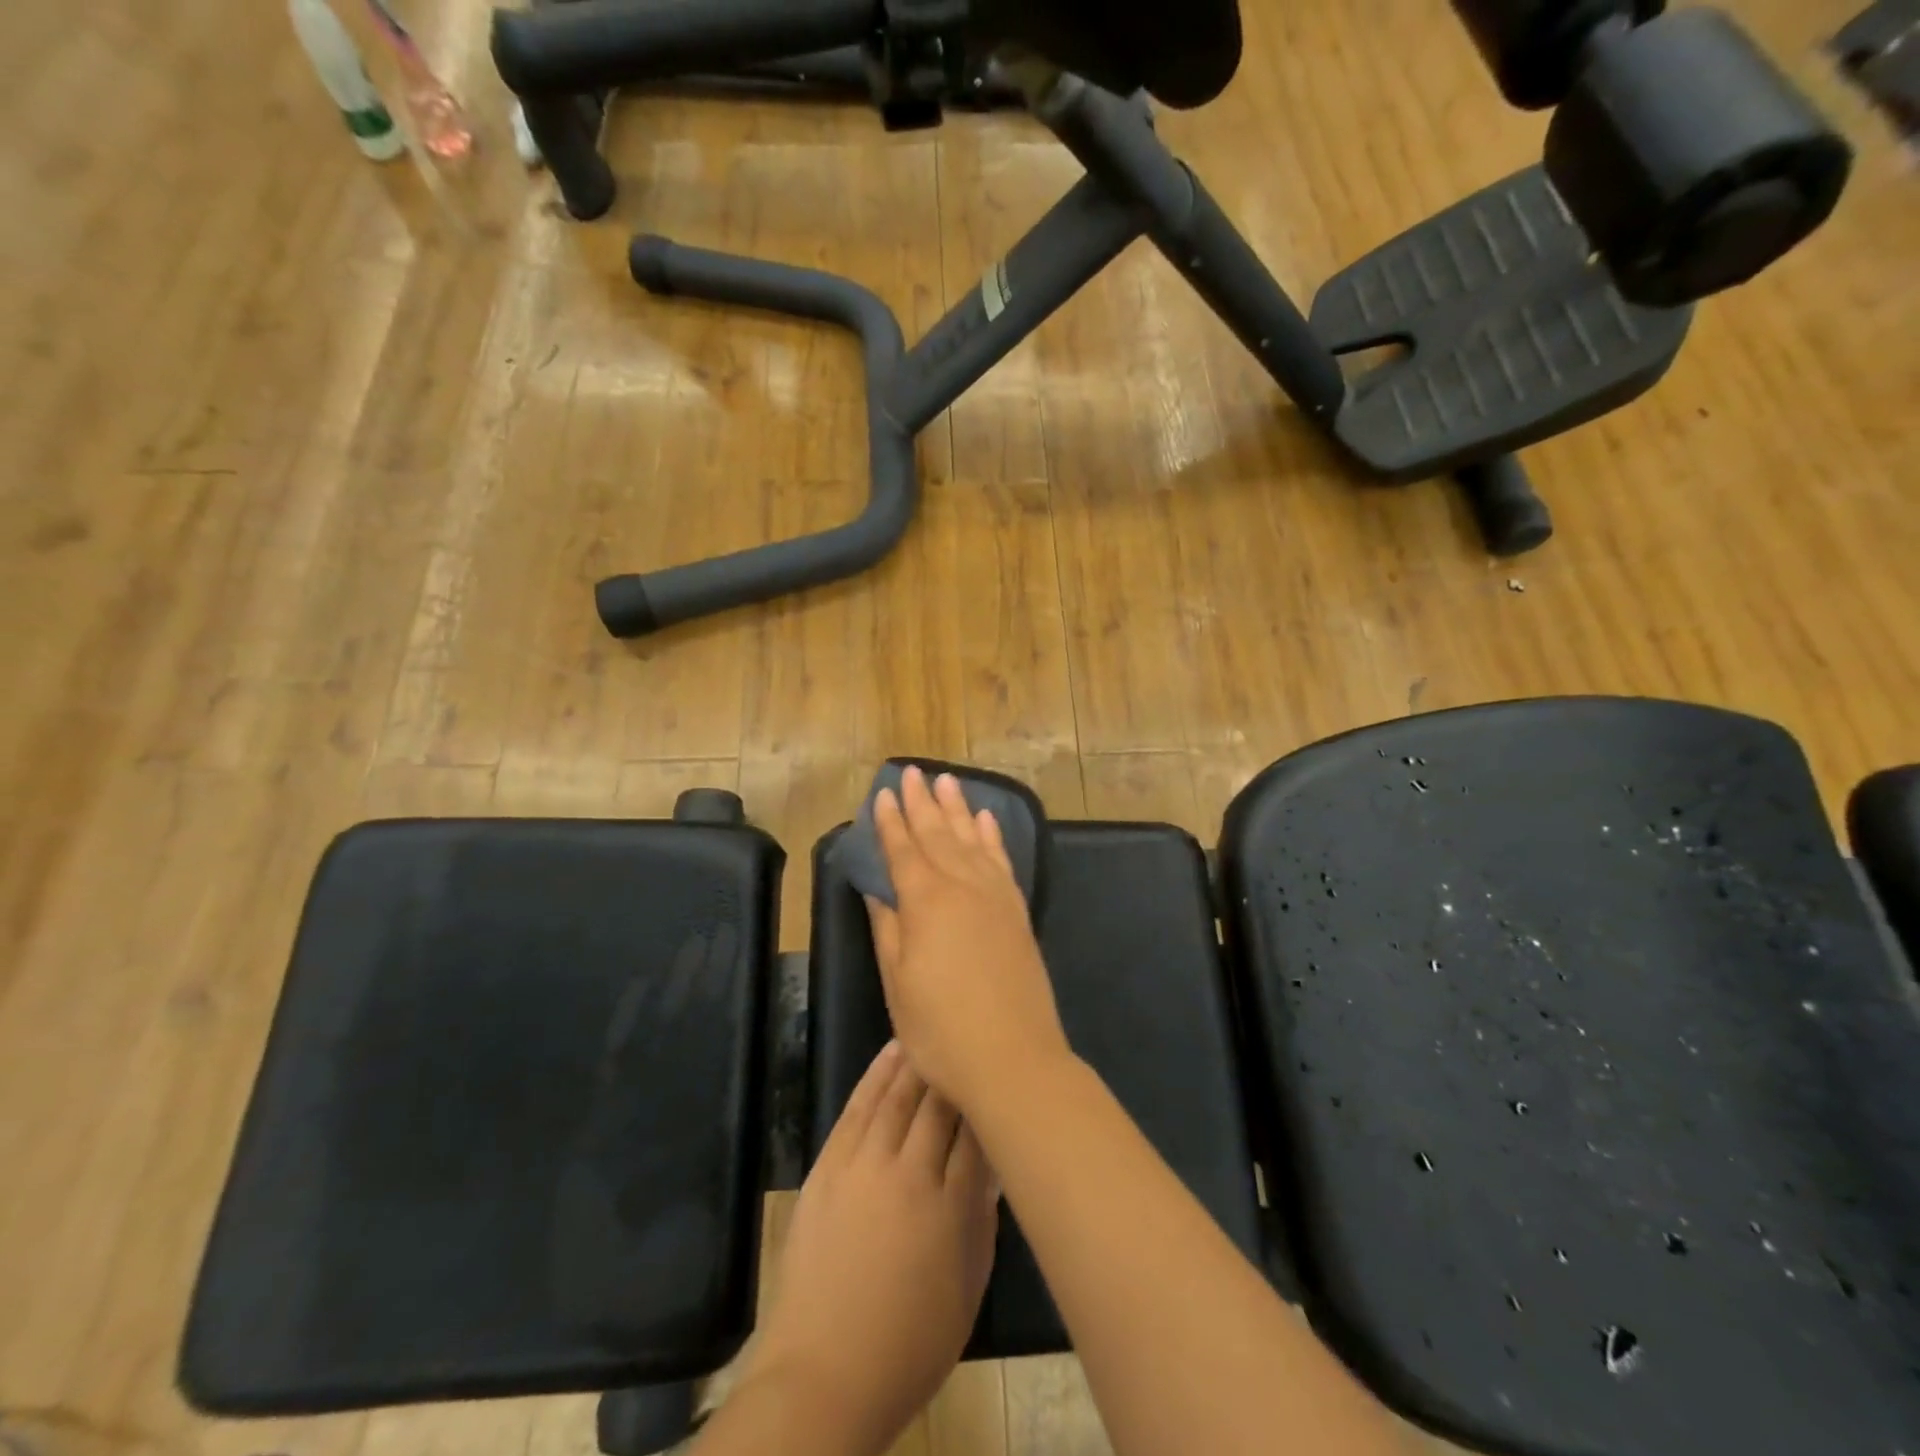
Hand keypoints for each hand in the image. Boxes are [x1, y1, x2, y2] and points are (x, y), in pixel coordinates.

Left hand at [748, 1042, 998, 1454]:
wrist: (823, 1374)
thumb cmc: (909, 1344)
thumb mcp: (967, 1288)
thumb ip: (982, 1219)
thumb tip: (993, 1166)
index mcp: (949, 1206)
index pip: (977, 1131)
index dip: (989, 1099)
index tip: (1001, 1076)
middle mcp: (908, 1172)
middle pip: (938, 1104)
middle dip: (956, 1072)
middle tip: (970, 1042)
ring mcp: (863, 1164)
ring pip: (897, 1094)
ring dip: (918, 1060)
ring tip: (934, 1032)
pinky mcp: (829, 1165)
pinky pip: (857, 1106)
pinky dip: (876, 1074)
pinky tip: (892, 1051)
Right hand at [864, 767, 1071, 1116]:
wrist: (1015, 1059)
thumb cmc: (941, 1029)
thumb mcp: (898, 983)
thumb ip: (887, 928)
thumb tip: (875, 889)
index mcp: (926, 901)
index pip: (903, 849)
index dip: (891, 821)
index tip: (883, 793)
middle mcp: (962, 886)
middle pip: (938, 834)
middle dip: (923, 802)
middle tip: (914, 772)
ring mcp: (995, 896)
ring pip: (971, 839)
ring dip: (958, 809)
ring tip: (948, 781)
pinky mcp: (1017, 911)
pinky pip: (1002, 861)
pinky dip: (992, 837)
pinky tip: (986, 821)